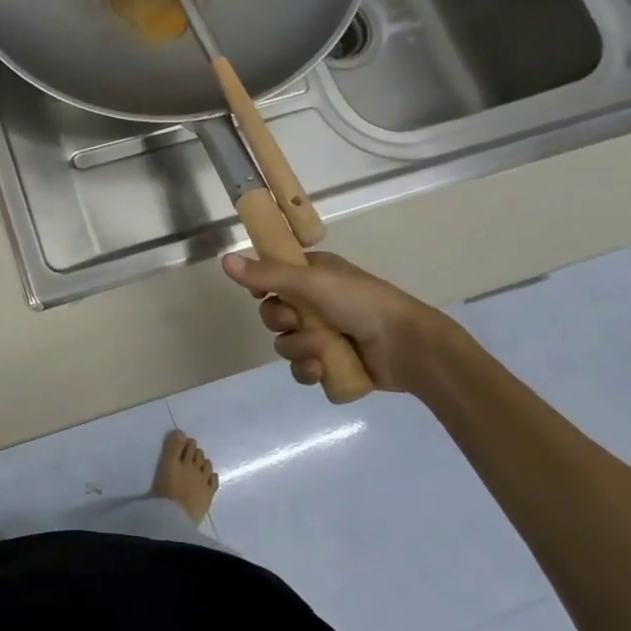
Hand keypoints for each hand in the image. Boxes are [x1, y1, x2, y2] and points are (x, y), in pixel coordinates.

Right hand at [221, 249, 451, 394]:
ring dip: (297, 349)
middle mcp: (316, 303)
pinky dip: (308, 371)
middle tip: (297, 322)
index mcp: (313, 276)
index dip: (262, 288)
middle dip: (282, 323)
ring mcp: (325, 335)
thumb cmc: (361, 302)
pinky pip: (302, 370)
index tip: (261, 294)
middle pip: (274, 315)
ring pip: (286, 345)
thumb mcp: (311, 281)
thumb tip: (224, 259)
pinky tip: (321, 370)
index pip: (272, 278)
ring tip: (320, 351)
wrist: (407, 346)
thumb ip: (267, 274)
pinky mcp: (332, 364)